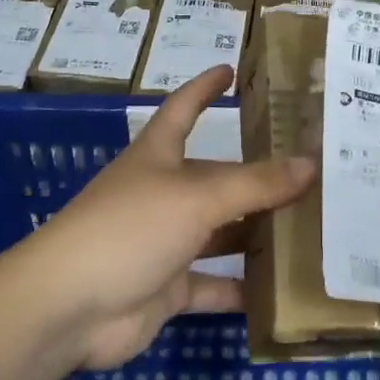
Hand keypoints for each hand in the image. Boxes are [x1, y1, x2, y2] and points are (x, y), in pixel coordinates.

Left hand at [27, 65, 315, 369]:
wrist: (68, 308)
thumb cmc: (129, 229)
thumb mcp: (197, 198)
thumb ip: (255, 184)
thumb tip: (311, 164)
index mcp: (159, 157)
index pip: (183, 109)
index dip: (204, 88)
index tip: (230, 70)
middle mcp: (162, 194)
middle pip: (215, 177)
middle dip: (255, 175)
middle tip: (309, 170)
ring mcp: (164, 242)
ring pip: (219, 232)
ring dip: (255, 232)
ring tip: (309, 226)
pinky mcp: (166, 287)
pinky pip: (212, 284)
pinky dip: (241, 289)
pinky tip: (280, 290)